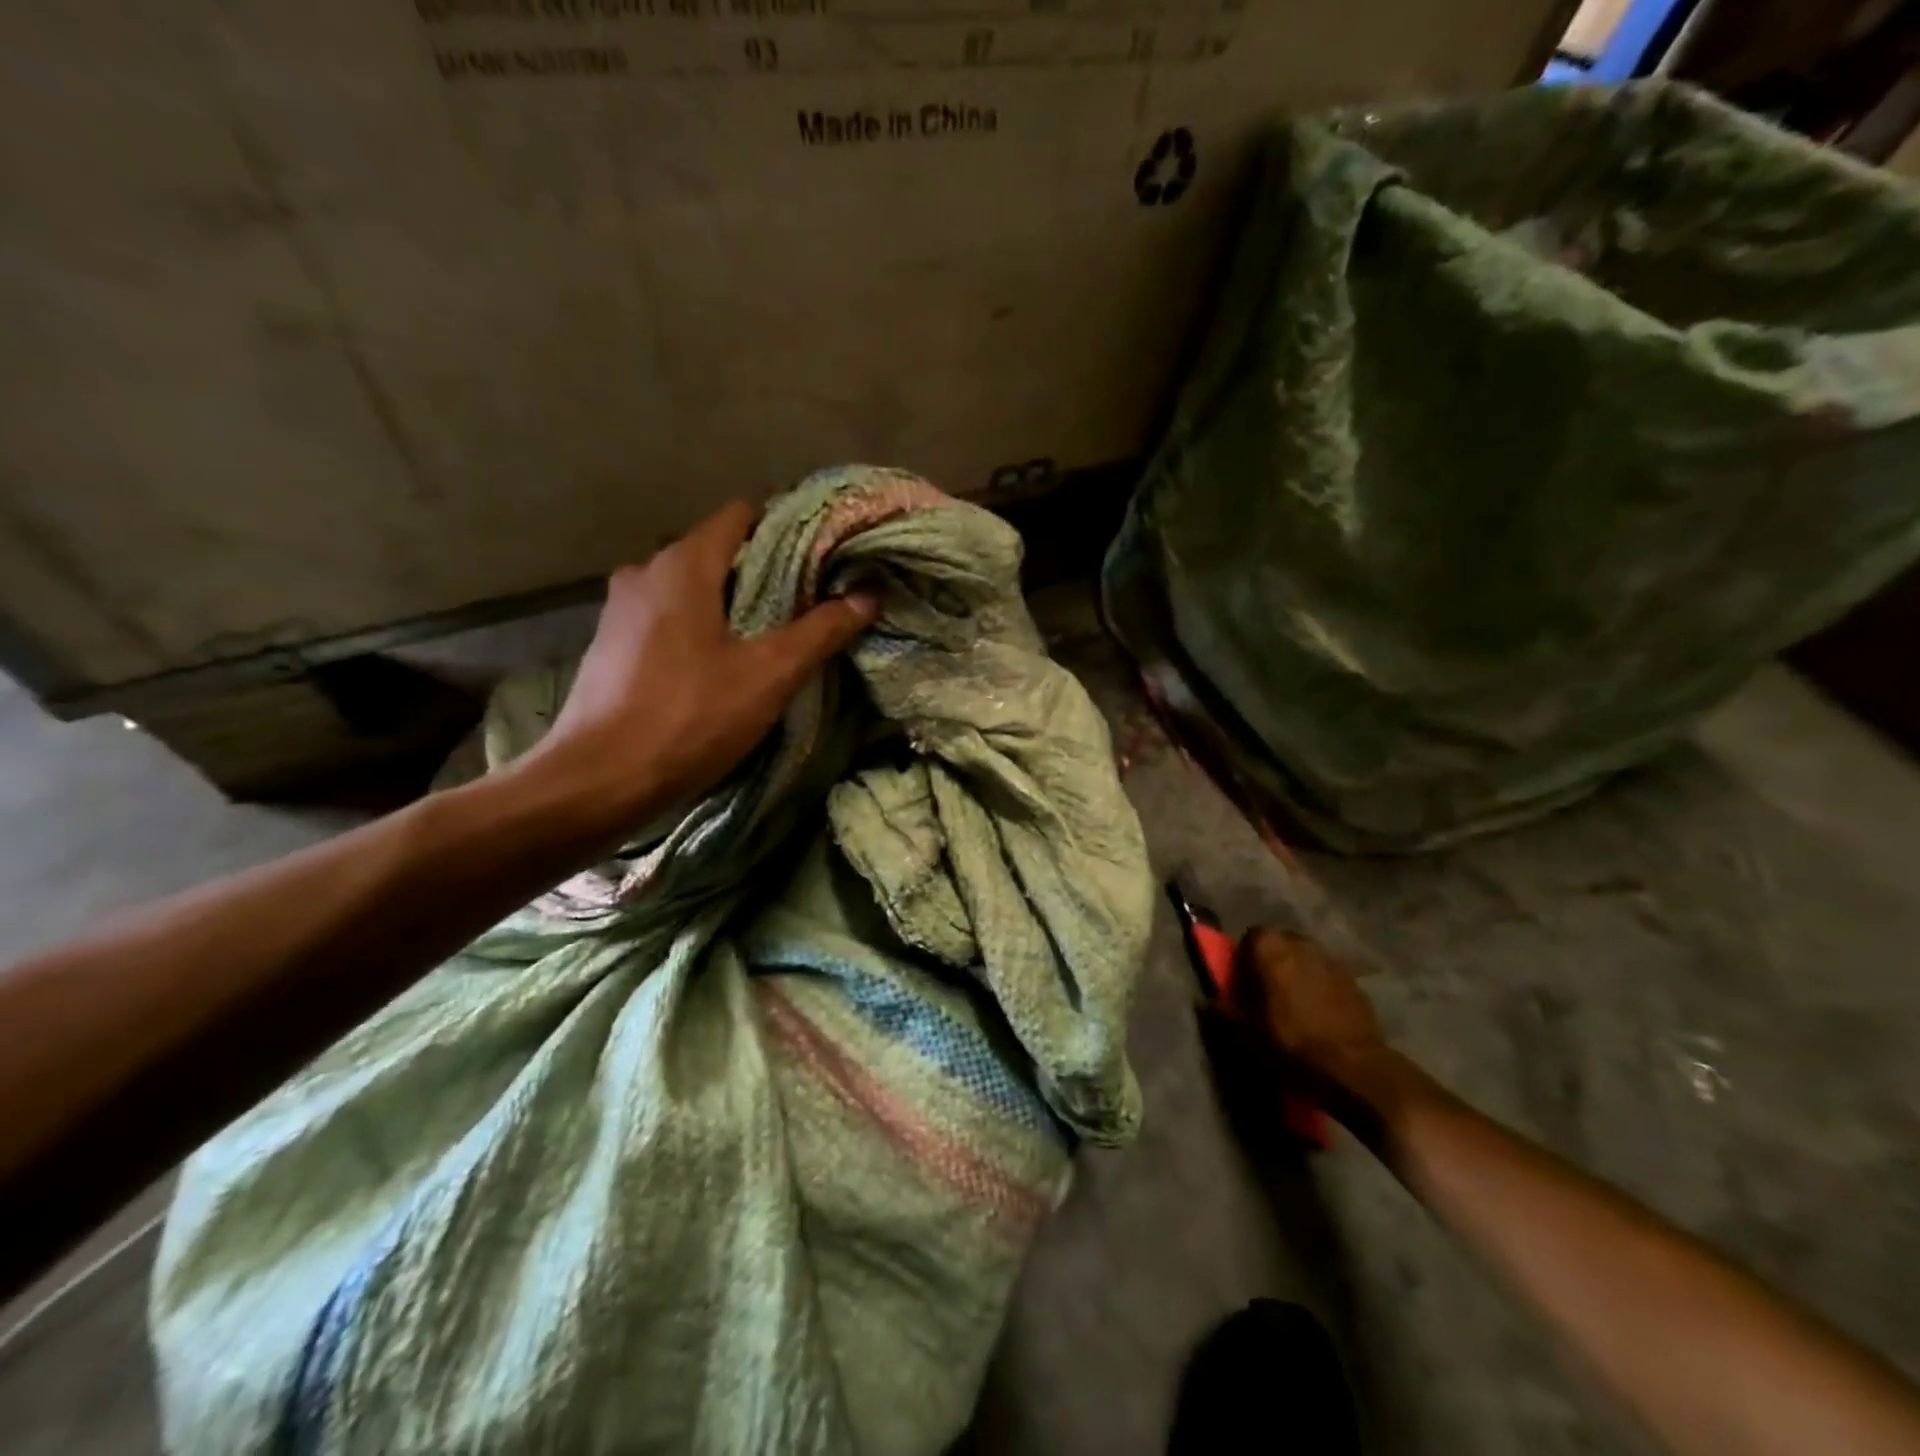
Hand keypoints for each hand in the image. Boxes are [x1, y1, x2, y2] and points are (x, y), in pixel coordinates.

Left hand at [525, 501, 877, 827]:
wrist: (598, 780)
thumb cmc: (689, 717)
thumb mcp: (768, 675)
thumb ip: (820, 631)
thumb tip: (867, 596)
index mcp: (683, 564)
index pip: (742, 516)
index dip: (786, 529)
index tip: (821, 559)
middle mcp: (645, 571)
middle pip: (717, 552)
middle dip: (763, 573)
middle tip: (807, 605)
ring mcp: (621, 608)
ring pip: (690, 587)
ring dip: (729, 604)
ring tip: (769, 637)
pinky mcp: (610, 644)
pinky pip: (667, 617)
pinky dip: (698, 627)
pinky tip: (719, 665)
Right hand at [1235, 926, 1394, 1104]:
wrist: (1353, 1068)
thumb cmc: (1291, 1042)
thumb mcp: (1246, 1033)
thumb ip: (1226, 1011)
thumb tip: (1208, 1002)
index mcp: (1271, 949)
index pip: (1252, 936)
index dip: (1246, 956)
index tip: (1244, 980)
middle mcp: (1302, 944)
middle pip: (1282, 943)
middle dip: (1274, 961)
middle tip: (1267, 989)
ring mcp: (1333, 961)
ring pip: (1308, 958)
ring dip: (1299, 972)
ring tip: (1296, 1002)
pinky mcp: (1355, 982)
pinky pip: (1329, 977)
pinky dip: (1322, 987)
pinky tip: (1321, 1014)